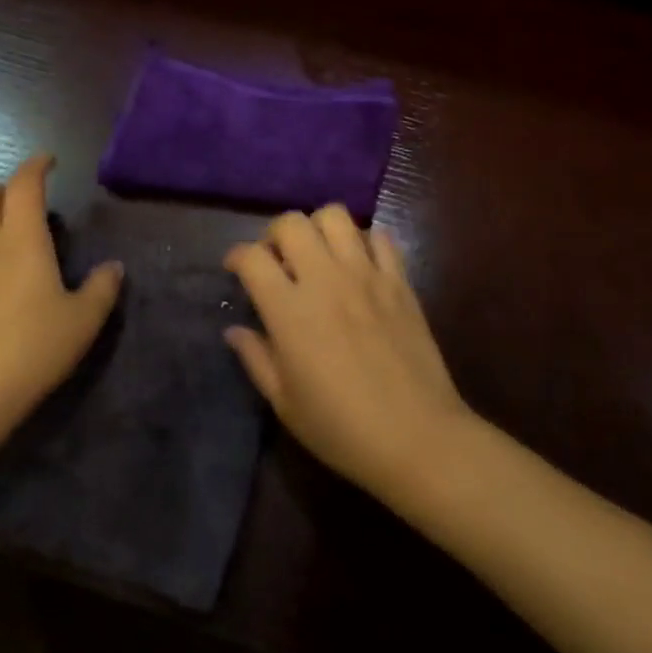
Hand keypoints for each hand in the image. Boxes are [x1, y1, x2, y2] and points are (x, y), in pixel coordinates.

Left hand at [0, 154, 122, 440]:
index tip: (49, 161)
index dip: (36, 166)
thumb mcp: (83, 320)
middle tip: (31, 205)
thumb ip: (102, 287)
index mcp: (21, 240)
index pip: (23, 185)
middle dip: (7, 189)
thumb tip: (113, 267)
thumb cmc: (32, 348)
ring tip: (9, 233)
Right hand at [225, 206, 471, 495]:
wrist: (417, 437)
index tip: (236, 269)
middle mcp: (326, 280)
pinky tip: (359, 265)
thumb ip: (256, 359)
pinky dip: (364, 241)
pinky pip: (380, 237)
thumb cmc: (341, 429)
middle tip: (278, 261)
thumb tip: (235, 330)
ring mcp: (367, 275)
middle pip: (291, 223)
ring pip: (335, 216)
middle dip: (275, 234)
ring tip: (318, 256)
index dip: (236, 256)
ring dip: (318, 228)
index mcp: (290, 311)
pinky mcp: (400, 281)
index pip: (252, 257)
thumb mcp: (285, 403)